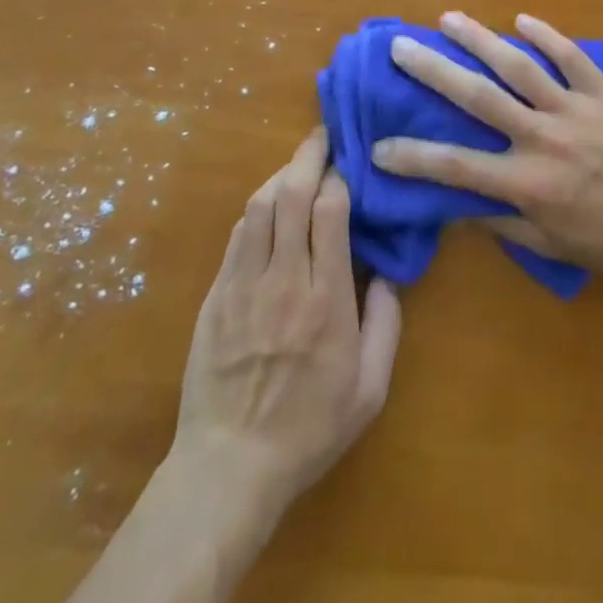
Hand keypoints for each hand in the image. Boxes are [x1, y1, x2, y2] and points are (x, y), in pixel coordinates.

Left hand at [169, 130, 401, 520]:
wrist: (229, 466)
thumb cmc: (308, 429)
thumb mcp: (370, 389)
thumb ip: (386, 325)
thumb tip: (386, 273)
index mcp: (327, 300)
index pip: (330, 212)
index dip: (339, 177)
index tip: (348, 163)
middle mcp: (284, 280)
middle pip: (291, 196)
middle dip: (308, 156)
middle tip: (321, 136)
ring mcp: (243, 285)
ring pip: (259, 207)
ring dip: (280, 176)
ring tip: (297, 166)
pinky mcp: (216, 295)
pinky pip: (237, 235)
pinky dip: (256, 210)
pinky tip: (267, 206)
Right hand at [373, 11, 602, 288]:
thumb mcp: (553, 246)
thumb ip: (503, 223)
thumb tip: (459, 205)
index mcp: (527, 183)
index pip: (456, 167)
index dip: (413, 157)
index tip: (378, 146)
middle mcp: (543, 139)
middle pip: (478, 98)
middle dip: (434, 71)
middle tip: (401, 48)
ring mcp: (576, 110)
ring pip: (519, 67)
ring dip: (480, 40)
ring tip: (448, 19)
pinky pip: (572, 57)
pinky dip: (546, 35)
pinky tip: (520, 18)